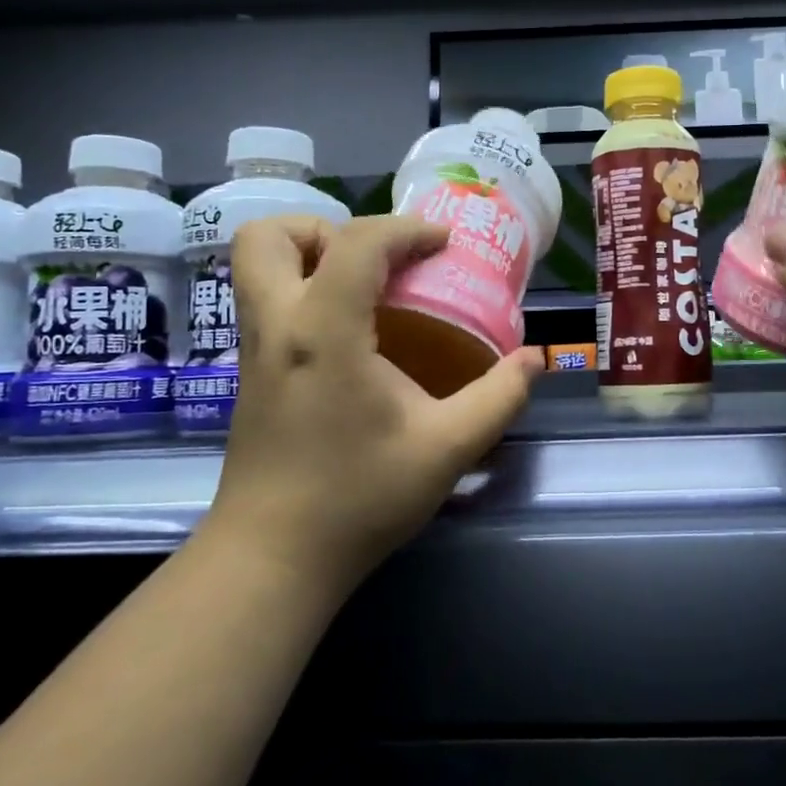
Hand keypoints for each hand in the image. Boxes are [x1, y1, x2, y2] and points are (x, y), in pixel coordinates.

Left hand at [206, 214, 541, 586]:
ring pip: (254, 264)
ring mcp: (253, 349)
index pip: (358, 243)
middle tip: (376, 261)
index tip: (443, 244)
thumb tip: (537, 359)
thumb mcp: (447, 448)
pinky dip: (304, 289)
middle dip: (325, 227)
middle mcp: (277, 326)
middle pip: (269, 235)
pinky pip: (267, 300)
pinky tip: (352, 333)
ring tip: (364, 288)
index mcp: (324, 331)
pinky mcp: (249, 372)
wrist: (274, 558)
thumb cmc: (359, 498)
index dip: (406, 229)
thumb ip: (498, 397)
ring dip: (308, 255)